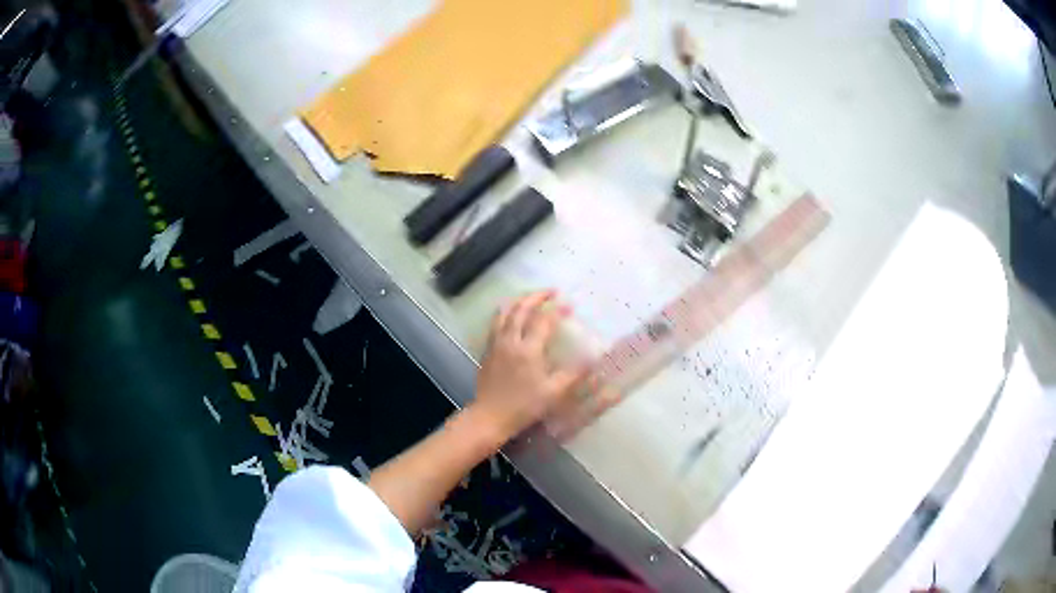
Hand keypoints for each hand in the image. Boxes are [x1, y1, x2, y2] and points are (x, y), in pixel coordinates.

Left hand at [469, 290, 588, 443]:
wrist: (489, 417)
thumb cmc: (524, 406)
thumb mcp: (553, 393)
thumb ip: (573, 374)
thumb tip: (594, 358)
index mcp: (528, 350)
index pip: (544, 321)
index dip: (558, 310)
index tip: (569, 304)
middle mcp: (510, 341)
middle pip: (521, 309)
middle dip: (536, 297)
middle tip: (551, 292)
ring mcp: (496, 344)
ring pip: (505, 313)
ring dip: (519, 301)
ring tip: (530, 297)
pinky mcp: (487, 351)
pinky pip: (496, 323)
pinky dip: (505, 313)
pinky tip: (509, 315)